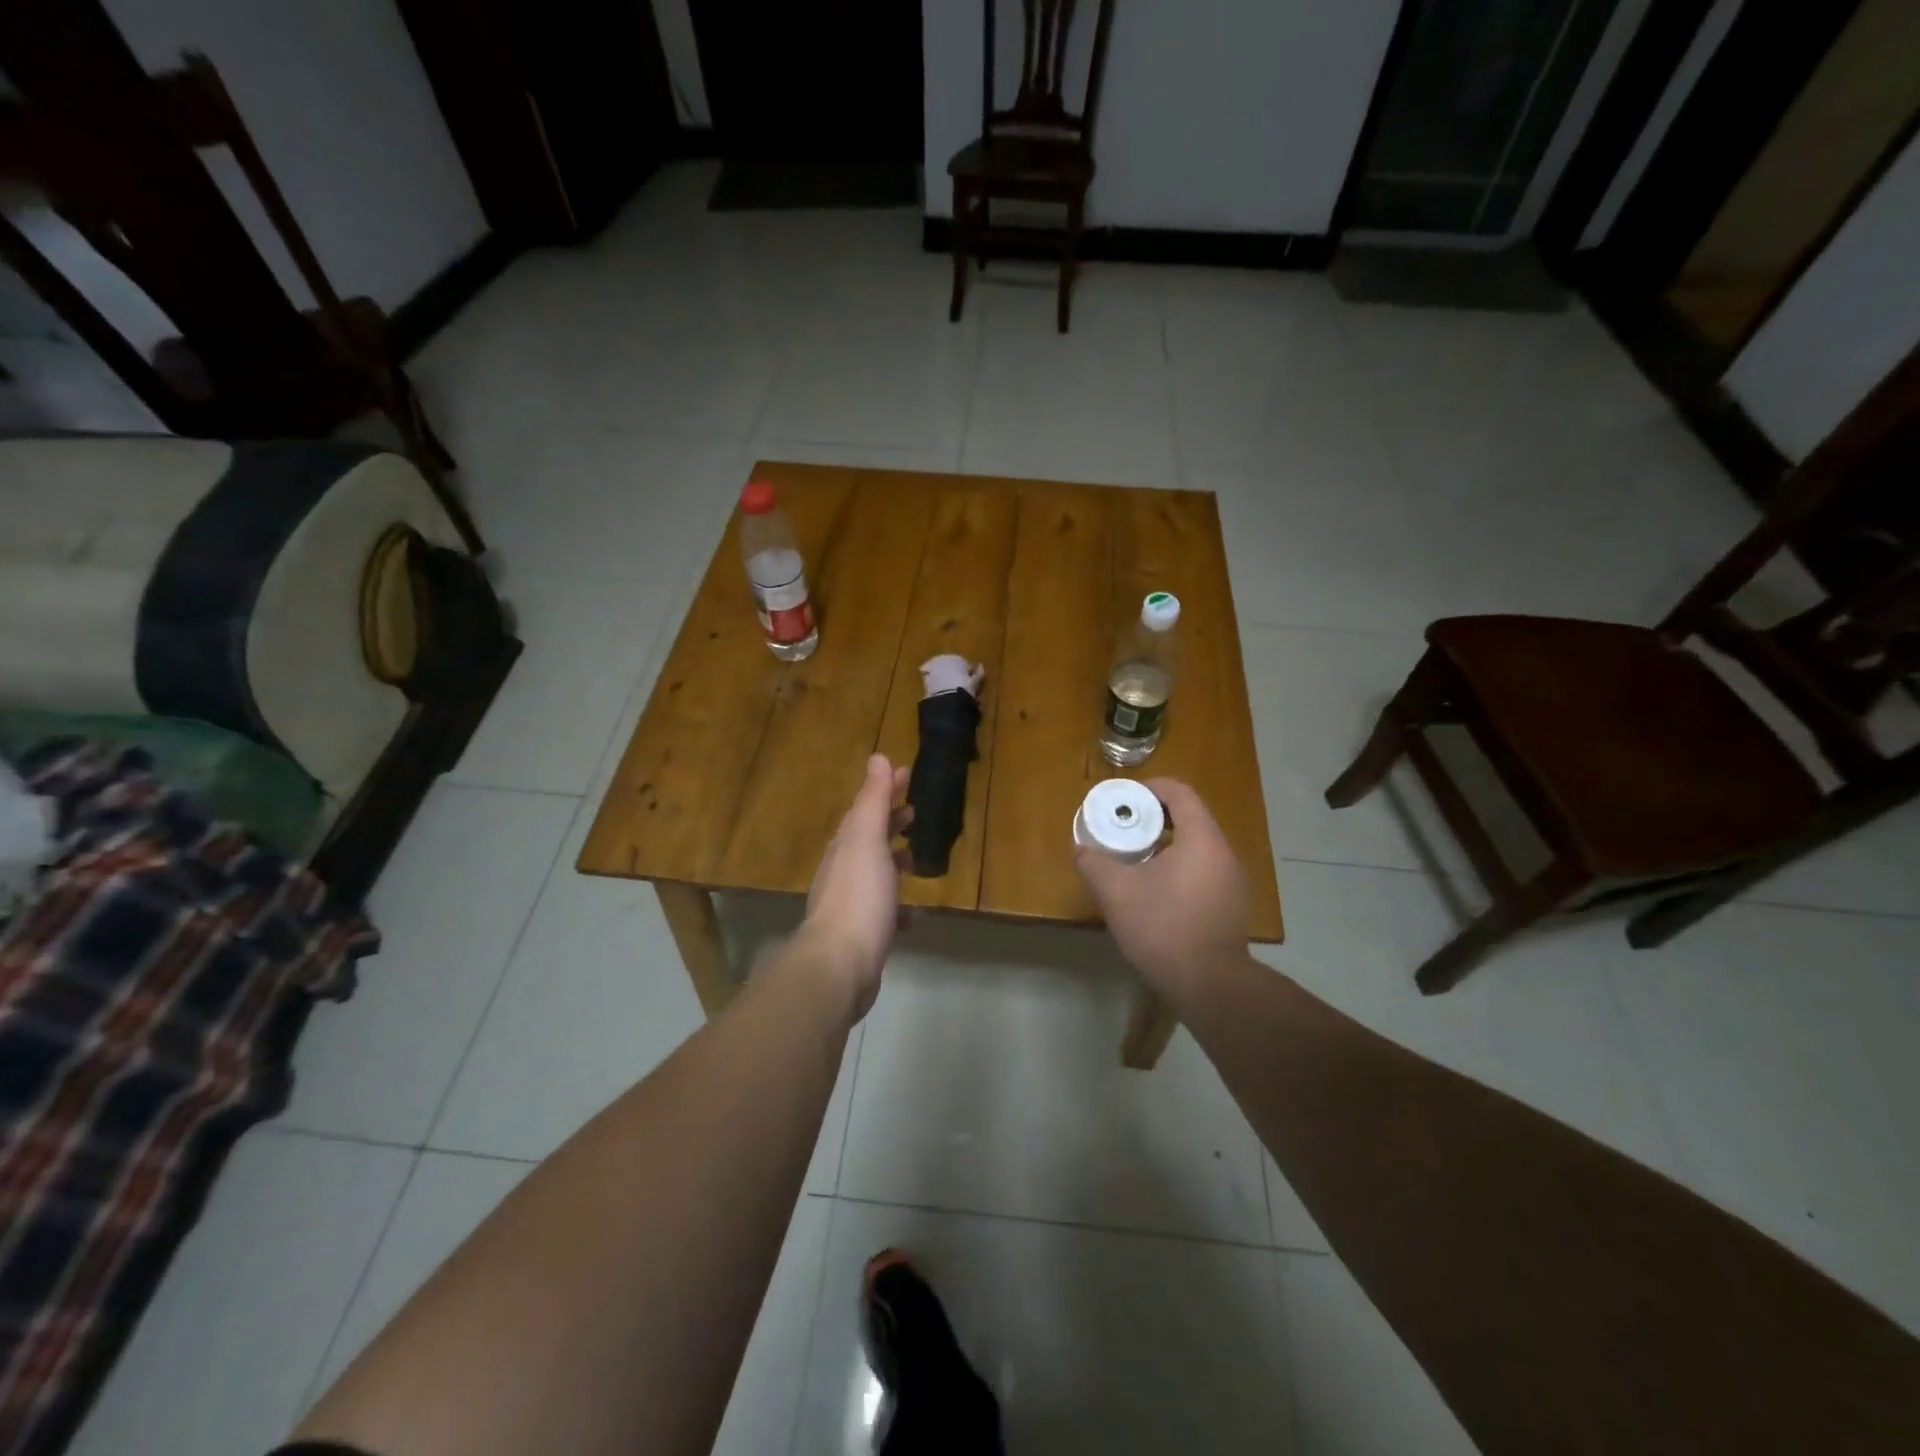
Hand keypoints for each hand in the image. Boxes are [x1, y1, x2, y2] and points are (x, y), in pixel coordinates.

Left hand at [798, 754, 910, 1019]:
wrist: (839, 964)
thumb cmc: (859, 896)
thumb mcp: (867, 840)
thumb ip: (872, 801)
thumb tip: (877, 758)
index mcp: (846, 846)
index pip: (865, 808)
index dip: (885, 789)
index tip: (906, 774)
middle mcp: (843, 871)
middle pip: (868, 839)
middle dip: (889, 823)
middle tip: (914, 812)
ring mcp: (850, 904)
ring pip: (874, 874)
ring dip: (893, 862)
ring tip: (916, 860)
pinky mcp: (861, 935)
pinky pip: (883, 913)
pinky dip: (898, 907)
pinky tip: (914, 915)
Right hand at [1073, 779, 1249, 1002]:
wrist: (1210, 986)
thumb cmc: (1163, 927)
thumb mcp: (1116, 892)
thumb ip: (1094, 863)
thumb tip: (1081, 850)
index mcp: (1201, 839)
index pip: (1180, 793)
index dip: (1151, 788)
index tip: (1125, 798)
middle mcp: (1223, 854)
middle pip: (1190, 818)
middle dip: (1154, 818)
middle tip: (1124, 828)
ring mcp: (1232, 882)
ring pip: (1197, 847)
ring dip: (1166, 845)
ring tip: (1135, 859)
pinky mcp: (1231, 906)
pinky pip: (1203, 871)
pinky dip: (1179, 868)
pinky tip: (1155, 891)